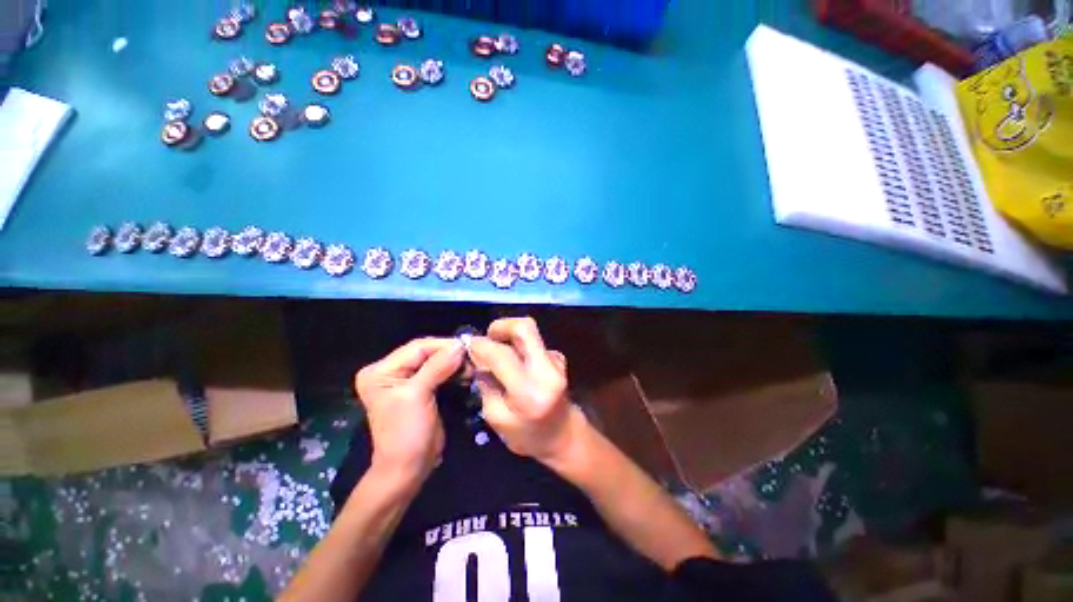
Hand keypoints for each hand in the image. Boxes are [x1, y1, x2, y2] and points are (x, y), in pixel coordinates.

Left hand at [355, 338, 464, 485]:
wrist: (408, 468)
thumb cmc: (406, 433)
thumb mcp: (418, 395)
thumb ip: (438, 367)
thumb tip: (459, 344)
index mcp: (381, 371)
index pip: (416, 347)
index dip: (443, 345)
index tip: (468, 346)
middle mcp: (391, 371)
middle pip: (426, 353)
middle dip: (450, 354)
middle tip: (472, 357)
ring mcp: (406, 380)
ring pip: (435, 361)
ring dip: (454, 363)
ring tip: (471, 367)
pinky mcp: (420, 389)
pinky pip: (439, 372)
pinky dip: (453, 371)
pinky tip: (466, 373)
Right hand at [469, 318, 588, 465]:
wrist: (564, 435)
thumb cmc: (528, 436)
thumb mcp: (496, 419)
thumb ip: (485, 385)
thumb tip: (477, 356)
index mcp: (530, 393)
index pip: (502, 355)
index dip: (481, 346)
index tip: (469, 346)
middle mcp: (547, 370)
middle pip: (524, 328)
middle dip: (500, 326)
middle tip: (487, 338)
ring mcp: (556, 360)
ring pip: (529, 331)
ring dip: (509, 336)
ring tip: (498, 353)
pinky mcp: (557, 356)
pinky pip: (533, 342)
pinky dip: (519, 346)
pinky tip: (515, 363)